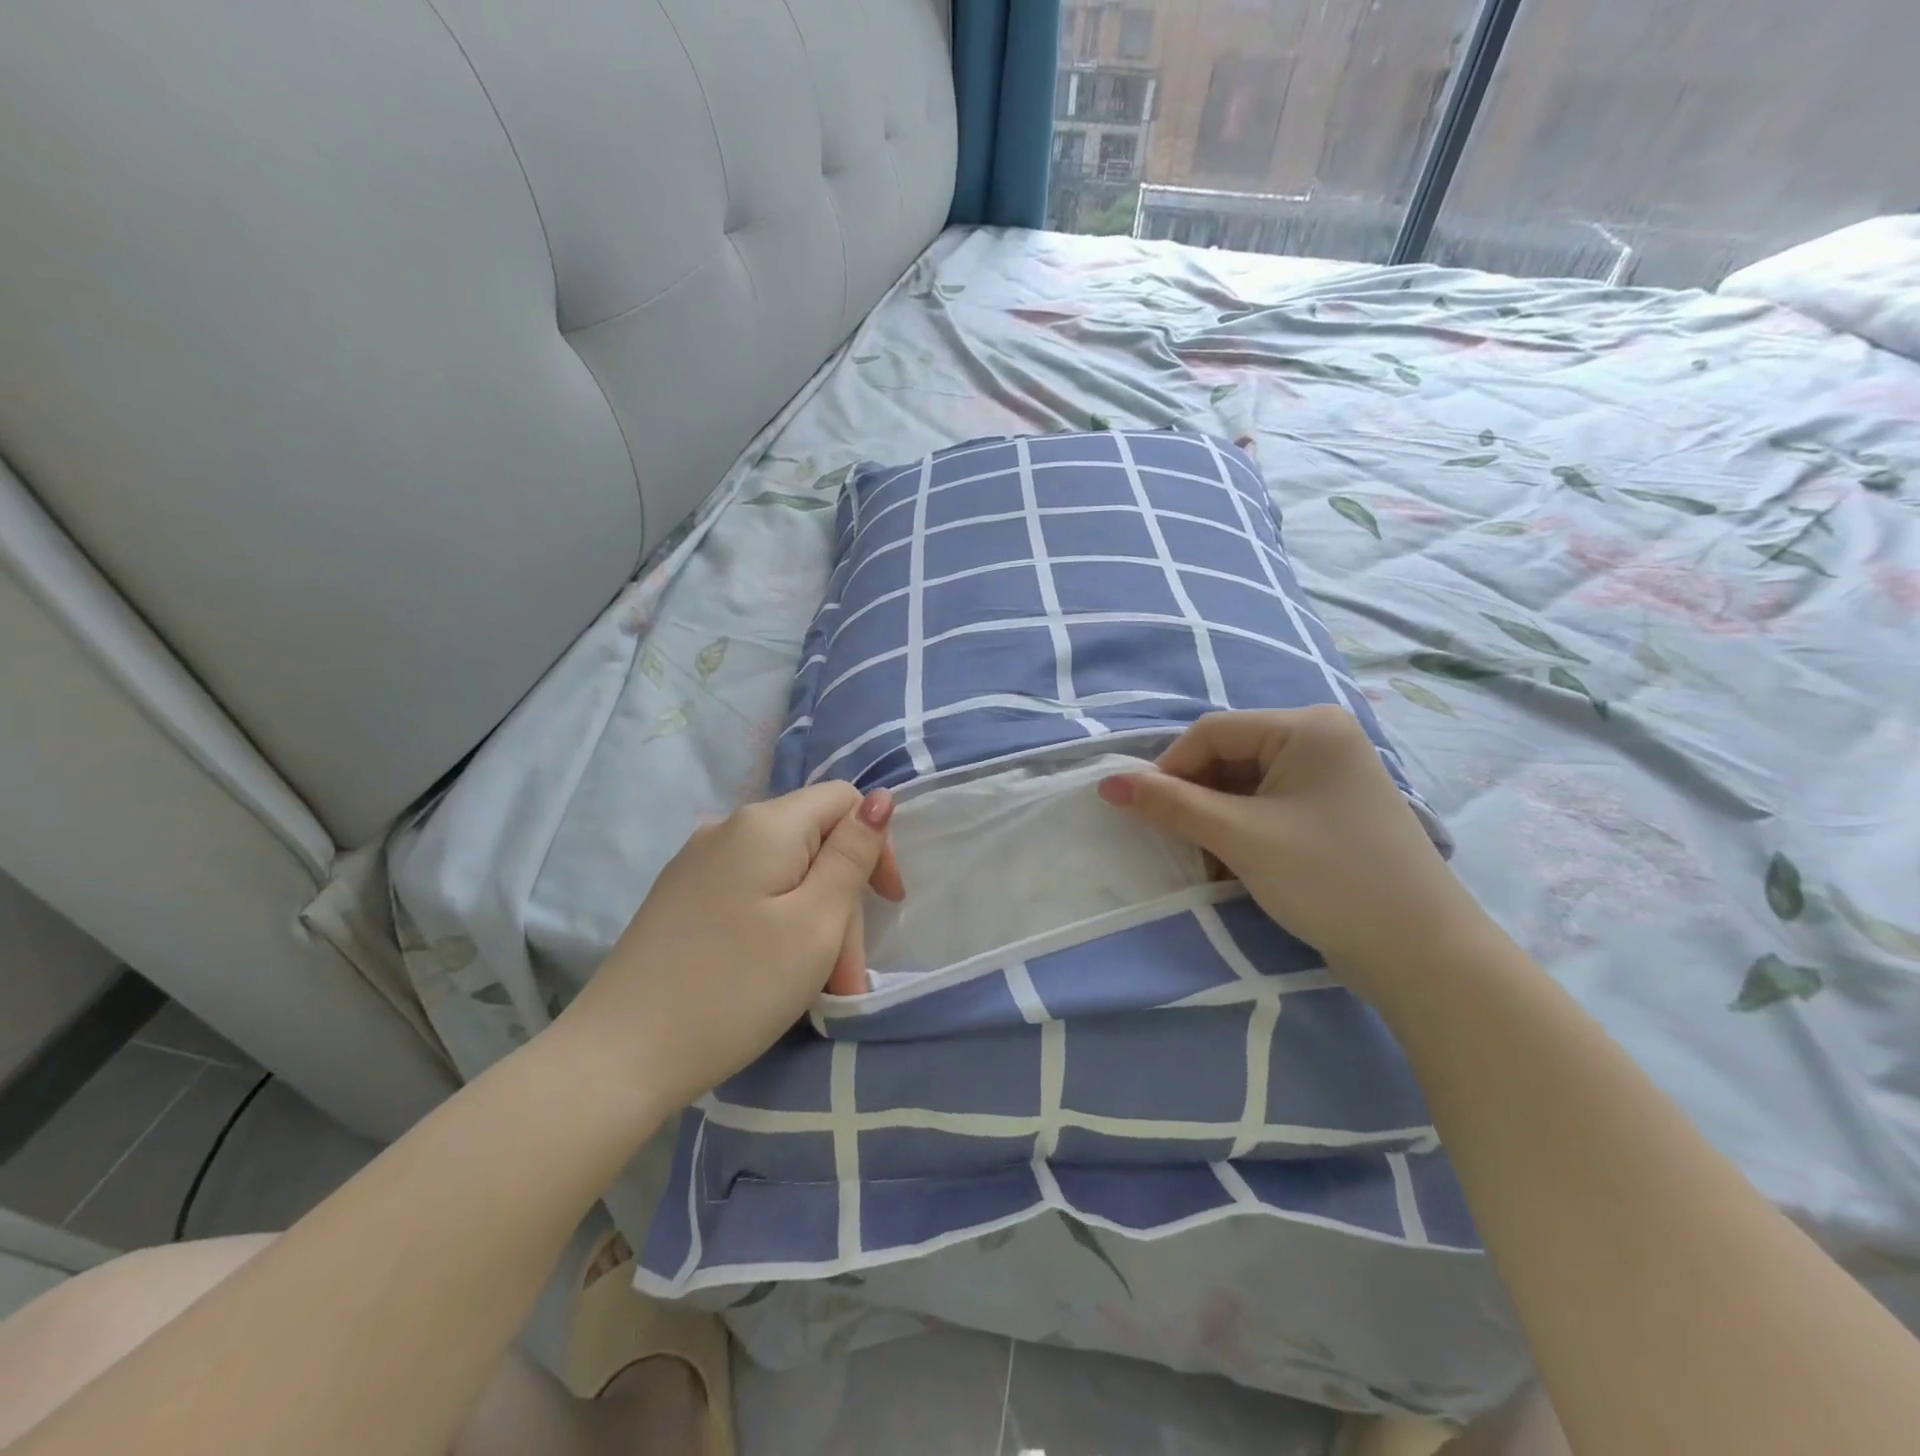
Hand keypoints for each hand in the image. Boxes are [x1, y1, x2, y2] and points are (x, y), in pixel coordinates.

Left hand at [558, 783, 904, 1114]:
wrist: (617, 1058)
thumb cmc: (734, 989)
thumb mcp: (815, 923)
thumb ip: (852, 855)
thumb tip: (879, 798)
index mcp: (764, 824)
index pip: (842, 800)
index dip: (874, 844)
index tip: (886, 905)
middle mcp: (727, 828)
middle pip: (812, 842)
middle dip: (840, 901)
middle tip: (845, 975)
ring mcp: (696, 863)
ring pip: (782, 874)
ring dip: (811, 922)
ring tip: (816, 989)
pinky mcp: (679, 898)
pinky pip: (749, 894)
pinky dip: (775, 927)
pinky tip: (772, 975)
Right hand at [1097, 707, 1484, 998]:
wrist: (1422, 954)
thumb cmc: (1330, 879)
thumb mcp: (1241, 837)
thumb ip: (1170, 805)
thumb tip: (1107, 783)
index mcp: (1307, 726)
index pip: (1212, 732)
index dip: (1169, 769)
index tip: (1143, 813)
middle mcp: (1321, 738)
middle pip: (1228, 757)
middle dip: (1197, 800)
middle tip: (1180, 844)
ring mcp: (1330, 775)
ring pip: (1244, 784)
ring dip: (1216, 821)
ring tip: (1212, 864)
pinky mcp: (1332, 810)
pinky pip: (1268, 805)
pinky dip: (1242, 832)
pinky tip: (1237, 867)